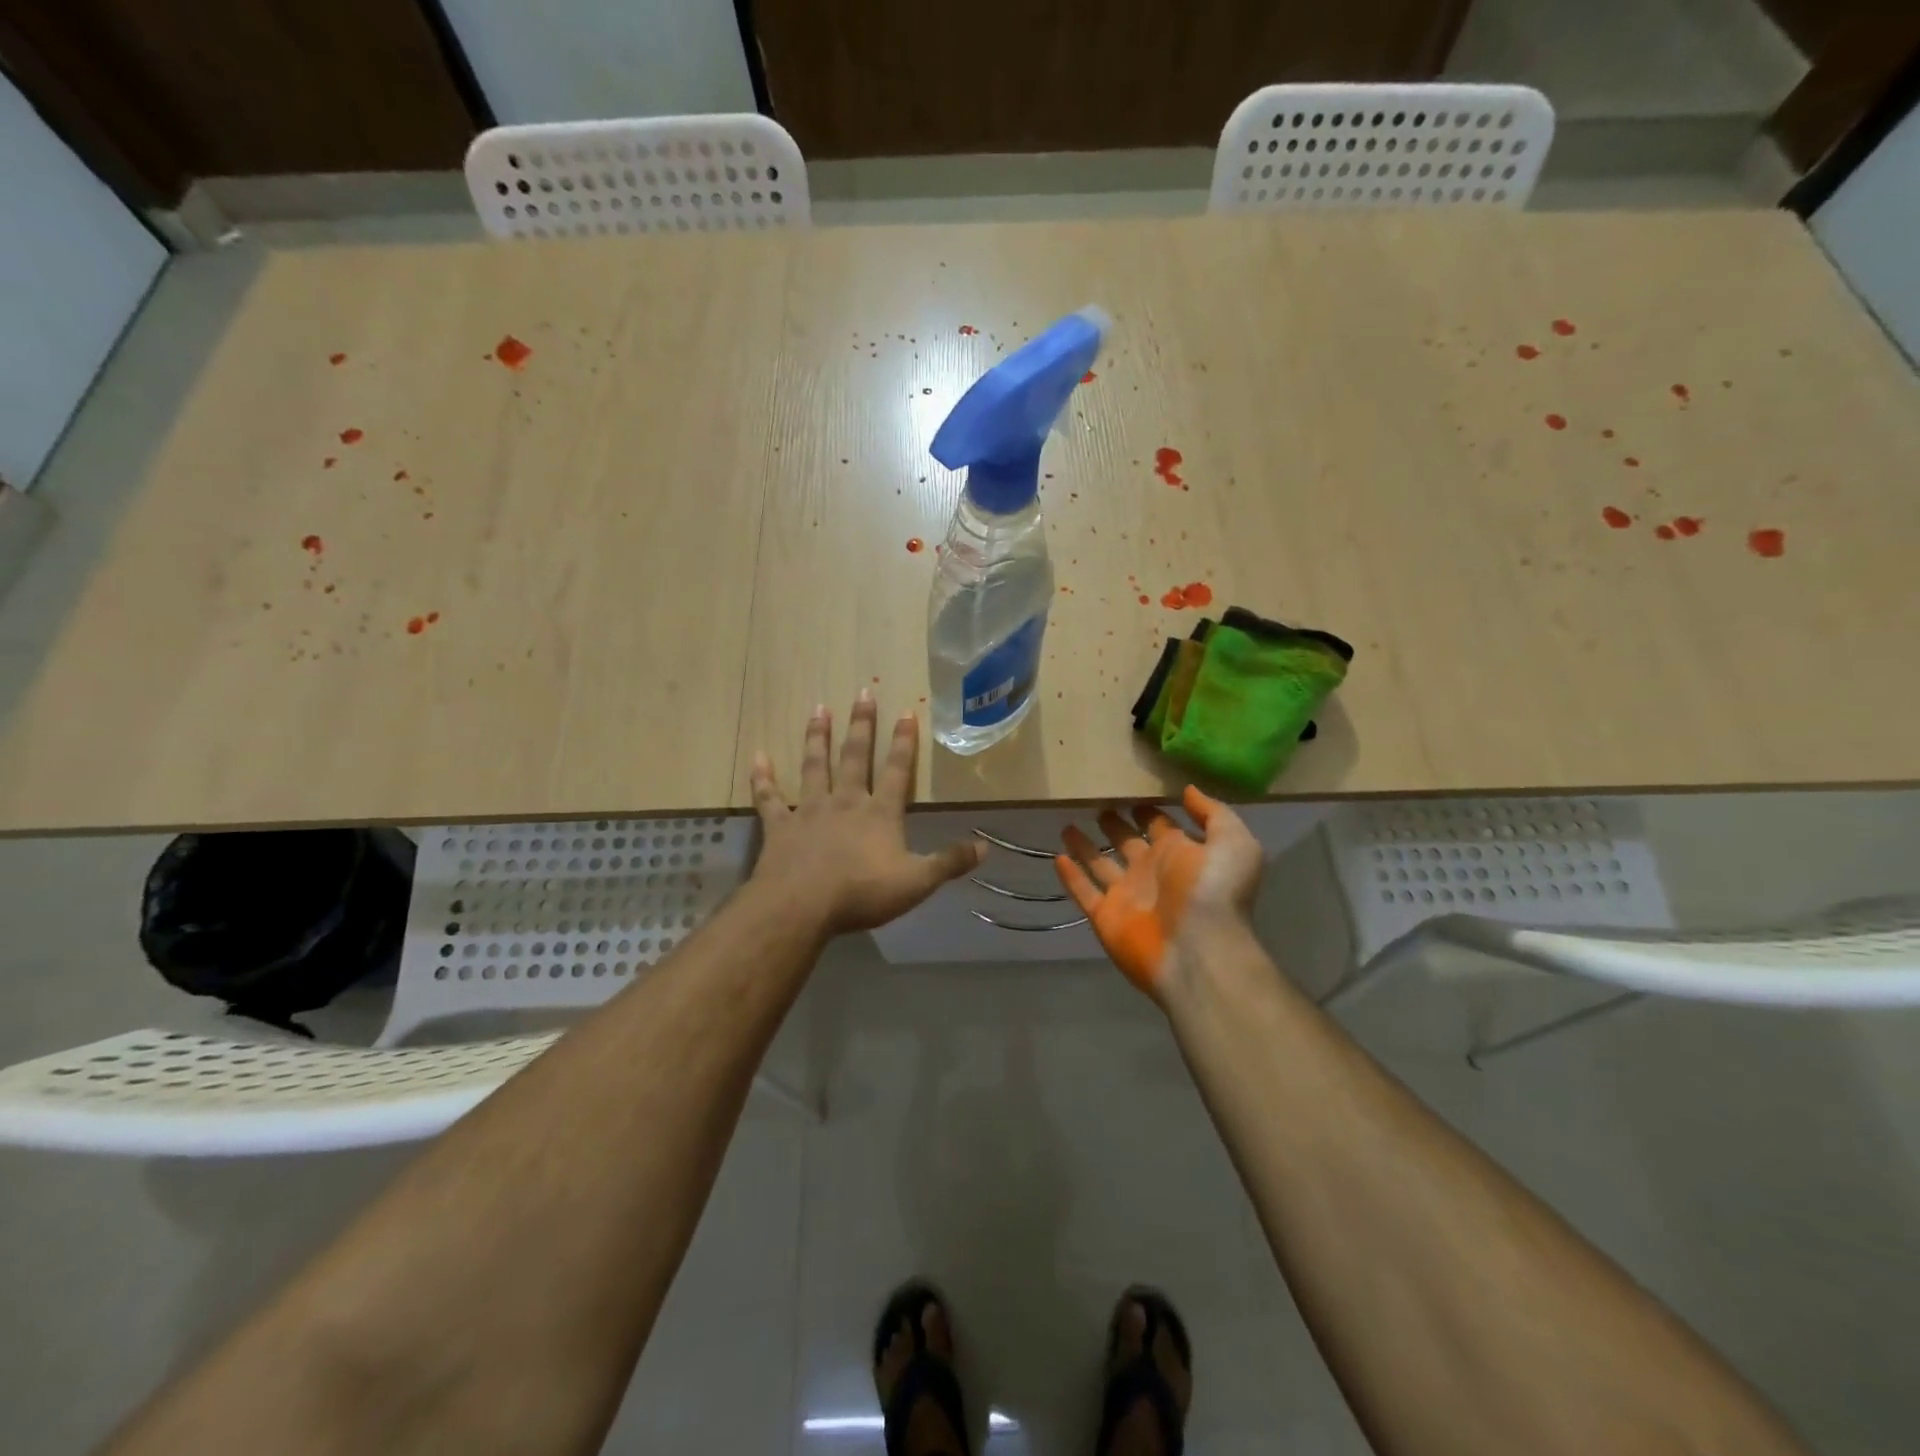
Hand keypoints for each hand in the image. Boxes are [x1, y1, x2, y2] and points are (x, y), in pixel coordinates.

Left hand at [749, 691, 986, 935]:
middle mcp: (846, 801)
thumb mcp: (917, 882)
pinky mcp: (781, 826)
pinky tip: (758, 756)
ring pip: (815, 766)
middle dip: (862, 724)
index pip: (897, 770)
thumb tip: (985, 846)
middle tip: (863, 692)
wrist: (802, 905)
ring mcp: (811, 810)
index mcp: (880, 813)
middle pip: (855, 756)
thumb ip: (950, 862)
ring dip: (817, 737)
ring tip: (819, 709)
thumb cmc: (862, 893)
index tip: (907, 711)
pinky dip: (763, 777)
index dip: (904, 741)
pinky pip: (770, 797)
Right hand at [1055, 785, 1263, 1002]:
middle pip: (1127, 842)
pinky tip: (1057, 857)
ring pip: (1100, 864)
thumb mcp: (1233, 842)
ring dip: (1086, 846)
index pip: (1159, 824)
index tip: (1128, 789)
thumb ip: (1212, 813)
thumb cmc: (1215, 892)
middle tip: (1095, 803)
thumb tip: (1187, 790)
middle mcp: (1151, 872)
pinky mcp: (1105, 916)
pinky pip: (1083, 892)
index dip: (1147, 809)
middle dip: (1115, 824)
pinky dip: (1071, 877)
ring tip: (1067, 825)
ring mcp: (1127, 895)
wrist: (1199, 951)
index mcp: (1180, 853)